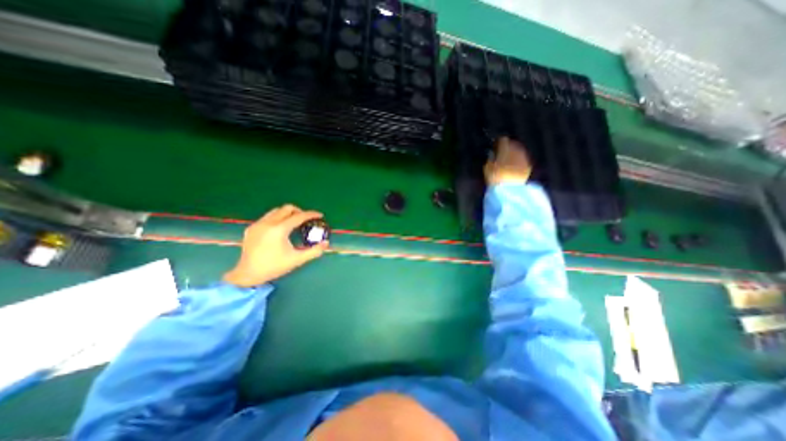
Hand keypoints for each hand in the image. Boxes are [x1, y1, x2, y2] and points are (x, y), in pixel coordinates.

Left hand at [222, 206, 328, 286]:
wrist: (247, 274)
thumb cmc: (274, 267)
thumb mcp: (297, 260)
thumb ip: (314, 251)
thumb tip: (326, 243)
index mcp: (279, 230)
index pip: (299, 216)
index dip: (311, 214)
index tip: (319, 215)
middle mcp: (268, 223)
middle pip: (287, 208)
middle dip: (299, 211)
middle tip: (306, 219)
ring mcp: (258, 224)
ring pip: (276, 211)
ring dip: (288, 213)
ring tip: (294, 222)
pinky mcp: (252, 227)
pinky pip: (268, 217)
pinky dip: (278, 218)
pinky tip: (280, 229)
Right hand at [483, 137, 530, 186]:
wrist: (510, 190)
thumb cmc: (495, 178)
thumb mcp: (487, 168)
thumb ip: (490, 159)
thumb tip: (492, 154)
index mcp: (506, 149)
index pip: (503, 140)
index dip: (498, 142)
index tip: (494, 145)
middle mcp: (517, 151)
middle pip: (513, 144)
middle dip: (507, 147)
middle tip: (501, 152)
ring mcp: (524, 159)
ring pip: (518, 151)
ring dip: (513, 154)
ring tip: (507, 160)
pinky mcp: (528, 167)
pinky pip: (522, 160)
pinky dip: (518, 161)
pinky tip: (513, 166)